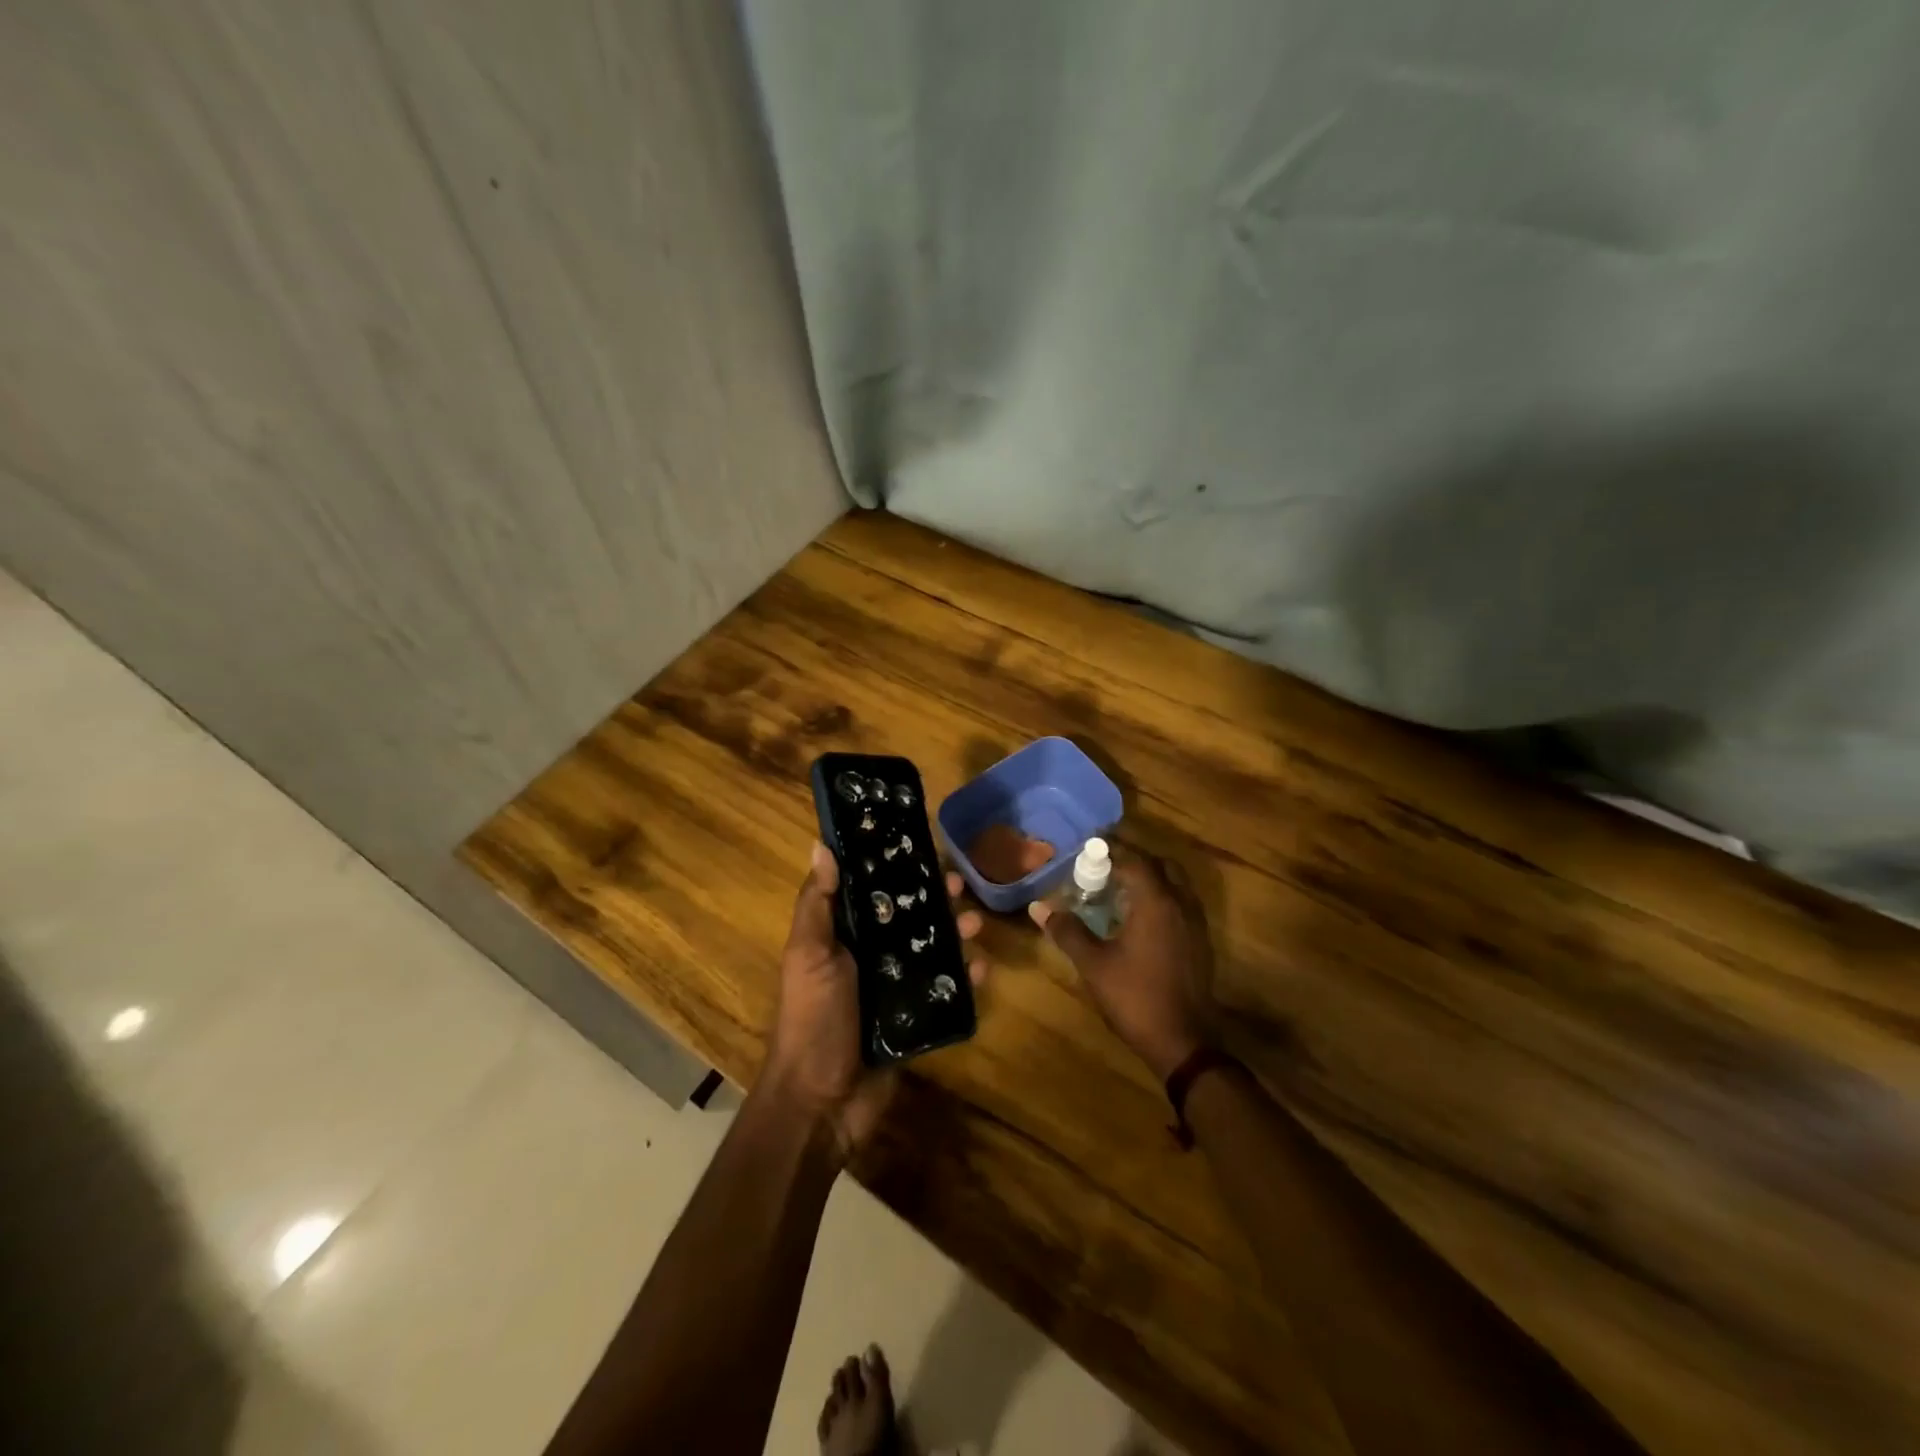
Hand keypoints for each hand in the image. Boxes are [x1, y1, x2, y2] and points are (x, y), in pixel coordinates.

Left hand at [763, 843, 985, 1159]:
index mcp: (842, 936)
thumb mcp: (809, 954)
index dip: (895, 868)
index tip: (922, 846)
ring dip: (956, 933)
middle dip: (935, 899)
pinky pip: (946, 991)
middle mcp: (870, 956)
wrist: (822, 1102)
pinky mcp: (916, 1019)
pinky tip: (981, 968)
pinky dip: (965, 978)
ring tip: (976, 924)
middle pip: (908, 917)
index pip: (872, 890)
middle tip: (961, 885)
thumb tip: (821, 844)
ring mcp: (895, 988)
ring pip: (932, 949)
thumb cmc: (813, 1018)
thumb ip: (818, 903)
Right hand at [1030, 853, 1213, 1080]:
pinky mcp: (1200, 943)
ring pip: (1174, 885)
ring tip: (1117, 892)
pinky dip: (1159, 900)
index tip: (1088, 849)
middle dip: (1132, 862)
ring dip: (1148, 881)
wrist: (1184, 1042)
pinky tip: (1137, 921)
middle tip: (1103, 869)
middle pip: (1159, 866)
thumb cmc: (1135, 997)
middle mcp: (1181, 905)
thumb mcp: (1094, 964)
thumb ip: (1068, 931)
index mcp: (1156, 902)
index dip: (1112, 851)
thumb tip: (1039, 907)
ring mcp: (1196, 924)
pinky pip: (1180, 905)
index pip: (1135, 860)